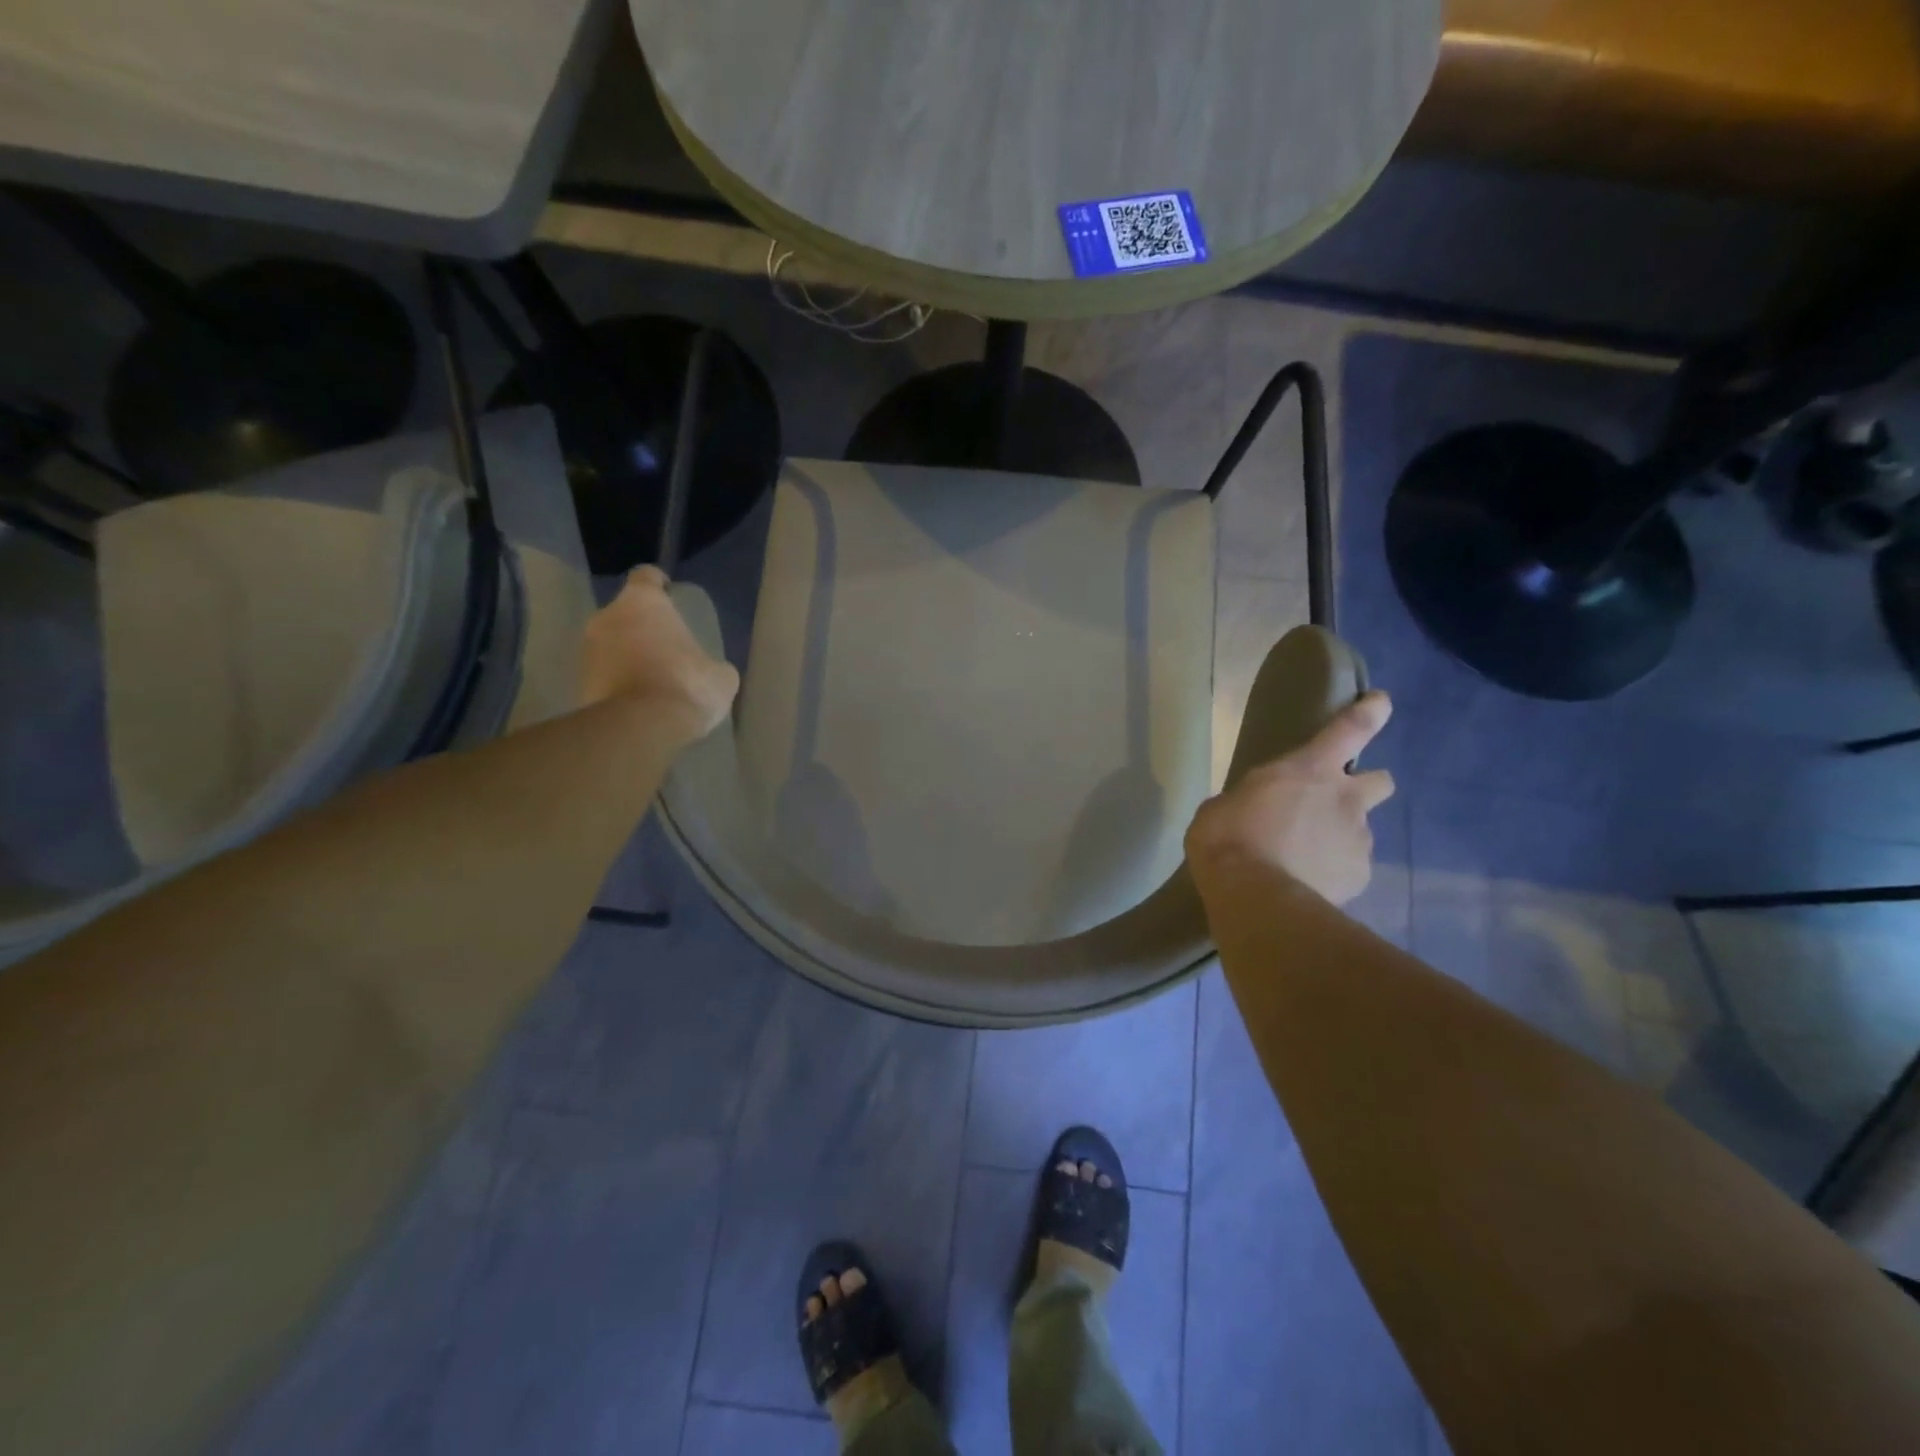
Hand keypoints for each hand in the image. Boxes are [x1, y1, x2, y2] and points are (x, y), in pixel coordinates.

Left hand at [580, 567, 738, 737]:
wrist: (640, 728)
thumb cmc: (685, 685)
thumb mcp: (721, 676)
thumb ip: (712, 663)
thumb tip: (711, 671)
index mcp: (642, 603)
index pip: (646, 577)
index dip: (659, 585)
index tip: (670, 596)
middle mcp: (607, 617)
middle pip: (625, 613)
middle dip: (642, 626)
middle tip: (666, 646)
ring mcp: (587, 651)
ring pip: (611, 644)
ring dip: (628, 655)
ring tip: (652, 678)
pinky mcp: (578, 683)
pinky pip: (604, 674)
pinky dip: (618, 682)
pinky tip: (640, 701)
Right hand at [1185, 692, 1394, 905]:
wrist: (1255, 897)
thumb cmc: (1228, 839)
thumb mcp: (1223, 808)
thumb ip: (1250, 801)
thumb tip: (1253, 811)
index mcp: (1308, 770)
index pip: (1350, 729)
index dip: (1369, 712)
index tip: (1382, 702)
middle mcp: (1345, 799)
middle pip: (1381, 781)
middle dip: (1365, 787)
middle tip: (1335, 805)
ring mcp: (1358, 839)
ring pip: (1360, 831)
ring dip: (1339, 837)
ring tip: (1305, 860)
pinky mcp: (1360, 876)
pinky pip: (1351, 868)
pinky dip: (1334, 872)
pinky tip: (1308, 884)